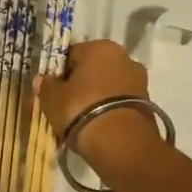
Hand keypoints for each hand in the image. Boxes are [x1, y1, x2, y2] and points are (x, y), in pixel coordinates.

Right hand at [34, 40, 159, 169]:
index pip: (72, 54)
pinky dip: (109, 110)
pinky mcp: (148, 103)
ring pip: (108, 86)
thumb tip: (42, 80)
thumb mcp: (52, 98)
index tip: (52, 90)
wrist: (121, 143)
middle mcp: (124, 57)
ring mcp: (139, 80)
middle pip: (93, 69)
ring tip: (81, 119)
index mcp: (100, 47)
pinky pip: (119, 101)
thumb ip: (46, 86)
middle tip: (65, 104)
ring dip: (96, 97)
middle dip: (80, 84)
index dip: (59, 72)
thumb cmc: (81, 109)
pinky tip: (97, 126)